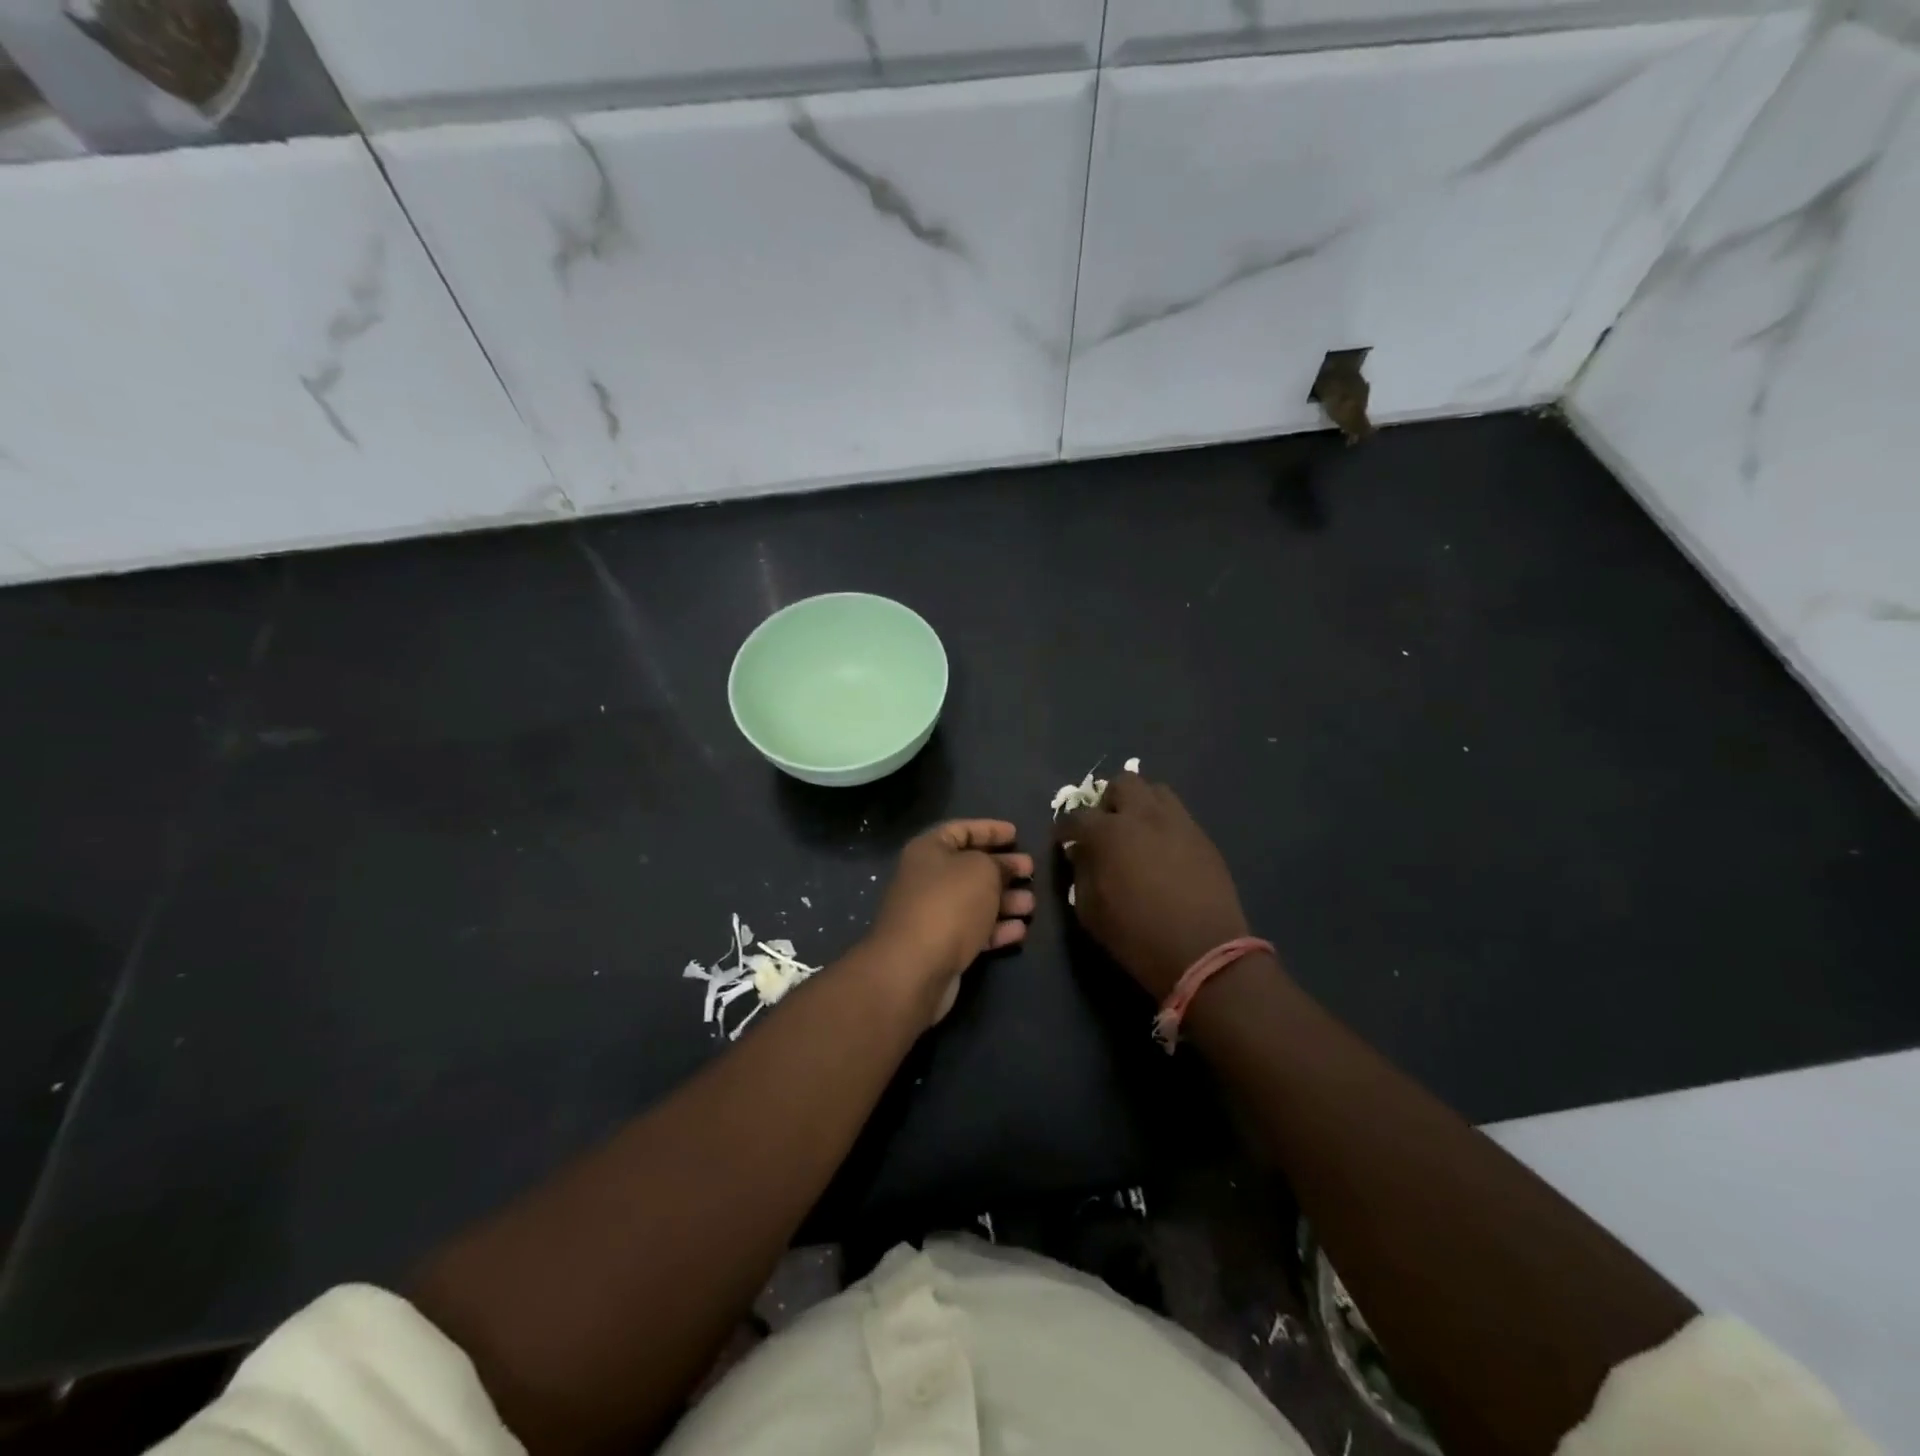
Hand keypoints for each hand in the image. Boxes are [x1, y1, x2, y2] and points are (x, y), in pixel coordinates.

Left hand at [867, 820, 1034, 1023]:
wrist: (914, 967)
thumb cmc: (949, 904)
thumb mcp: (982, 871)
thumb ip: (998, 864)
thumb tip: (1005, 867)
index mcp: (928, 851)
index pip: (961, 830)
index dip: (989, 829)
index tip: (1016, 833)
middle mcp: (927, 879)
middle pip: (970, 867)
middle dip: (1003, 868)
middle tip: (1031, 870)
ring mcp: (932, 914)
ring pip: (975, 901)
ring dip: (1005, 901)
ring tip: (1032, 904)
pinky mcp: (941, 946)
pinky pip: (973, 930)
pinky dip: (996, 929)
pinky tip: (1020, 930)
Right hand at [1055, 773, 1250, 1000]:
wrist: (1203, 953)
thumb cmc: (1136, 936)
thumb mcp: (1090, 911)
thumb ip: (1080, 873)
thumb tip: (1080, 853)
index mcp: (1109, 833)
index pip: (1077, 816)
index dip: (1065, 827)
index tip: (1064, 840)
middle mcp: (1143, 816)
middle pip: (1122, 784)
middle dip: (1108, 802)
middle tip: (1105, 827)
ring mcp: (1178, 822)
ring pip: (1155, 791)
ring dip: (1140, 805)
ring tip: (1137, 831)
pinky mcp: (1202, 837)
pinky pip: (1178, 815)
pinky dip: (1163, 823)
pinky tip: (1162, 850)